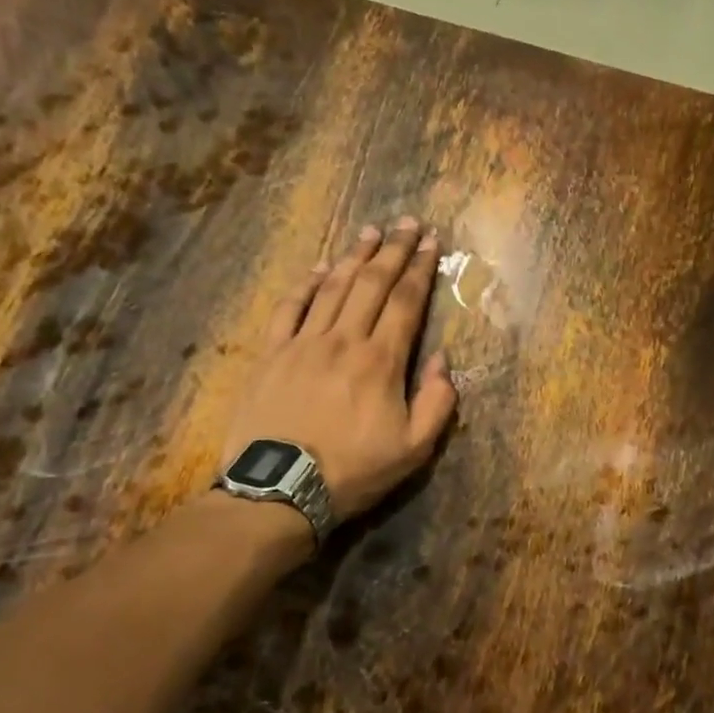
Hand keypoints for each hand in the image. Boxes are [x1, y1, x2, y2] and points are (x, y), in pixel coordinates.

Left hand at [222, 218, 457, 521]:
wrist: (279, 490)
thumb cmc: (352, 472)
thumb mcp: (413, 450)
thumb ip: (437, 403)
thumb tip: (442, 360)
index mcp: (381, 361)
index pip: (406, 303)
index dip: (420, 269)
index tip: (430, 241)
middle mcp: (344, 340)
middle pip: (372, 284)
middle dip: (392, 250)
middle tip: (406, 222)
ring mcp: (303, 343)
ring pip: (333, 288)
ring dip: (354, 257)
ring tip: (369, 232)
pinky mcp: (271, 354)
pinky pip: (290, 308)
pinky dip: (307, 284)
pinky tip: (320, 268)